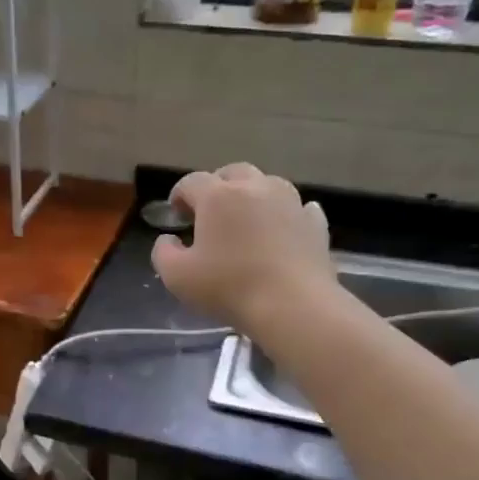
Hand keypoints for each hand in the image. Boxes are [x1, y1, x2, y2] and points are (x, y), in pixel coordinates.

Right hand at [151, 163, 335, 338]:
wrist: (293, 306)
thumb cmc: (228, 287)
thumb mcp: (176, 276)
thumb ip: (163, 253)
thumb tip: (169, 240)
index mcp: (217, 196)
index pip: (191, 182)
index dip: (179, 195)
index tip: (176, 215)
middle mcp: (255, 188)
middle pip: (232, 173)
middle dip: (218, 187)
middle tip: (210, 213)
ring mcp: (290, 203)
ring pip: (268, 184)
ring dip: (253, 195)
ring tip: (247, 219)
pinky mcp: (315, 224)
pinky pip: (299, 208)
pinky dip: (287, 214)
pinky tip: (284, 227)